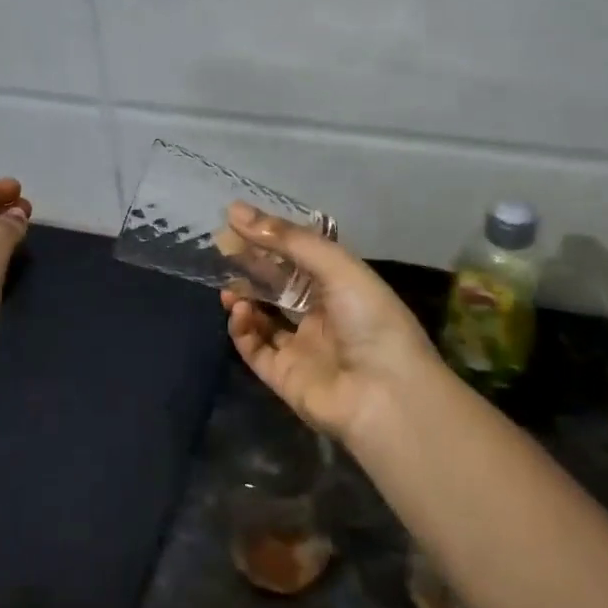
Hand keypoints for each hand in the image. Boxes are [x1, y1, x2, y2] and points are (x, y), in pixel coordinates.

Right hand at [220, 203, 445, 447]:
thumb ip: (289, 239)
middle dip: (251, 267)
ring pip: (263, 317)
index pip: (299, 256)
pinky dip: (243, 330)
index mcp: (342, 287)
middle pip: (278, 286)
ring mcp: (302, 348)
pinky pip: (255, 350)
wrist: (386, 396)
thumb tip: (236, 211)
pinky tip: (240, 313)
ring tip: (228, 287)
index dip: (270, 239)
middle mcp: (322, 315)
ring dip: (244, 299)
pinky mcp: (284, 377)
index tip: (236, 221)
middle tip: (221, 250)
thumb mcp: (336, 267)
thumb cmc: (370, 320)